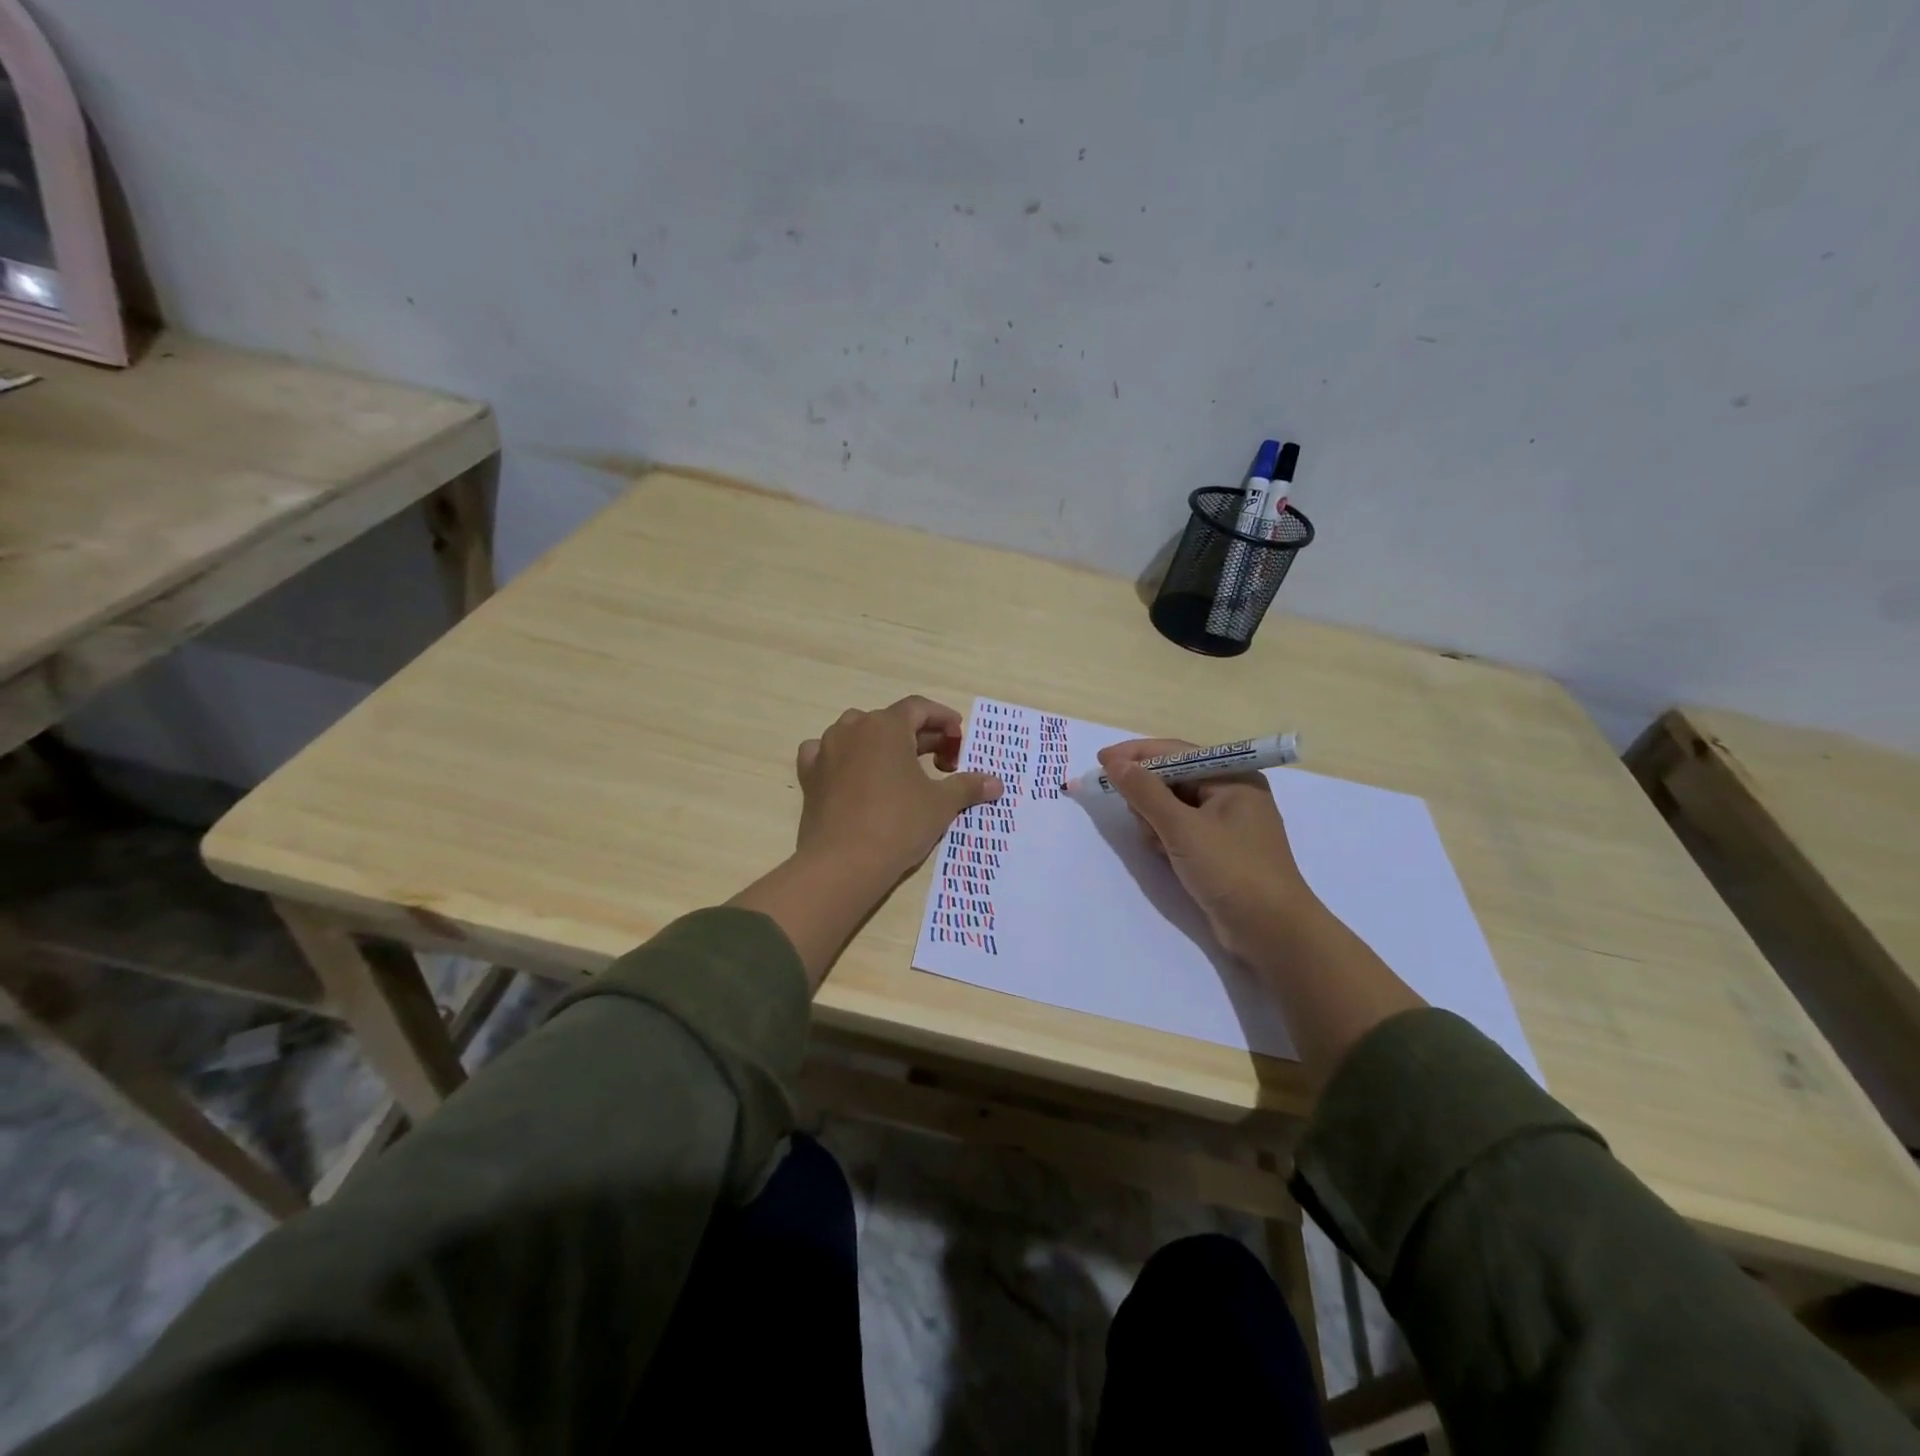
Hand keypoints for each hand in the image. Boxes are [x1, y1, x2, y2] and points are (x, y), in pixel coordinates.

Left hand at [796, 696, 1003, 883]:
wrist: (843, 862)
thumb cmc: (898, 823)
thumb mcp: (941, 804)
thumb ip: (968, 786)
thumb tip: (996, 783)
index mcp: (887, 726)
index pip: (919, 708)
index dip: (943, 719)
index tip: (959, 737)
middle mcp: (853, 728)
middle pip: (891, 721)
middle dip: (919, 737)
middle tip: (942, 762)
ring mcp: (826, 749)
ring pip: (858, 734)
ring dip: (882, 745)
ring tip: (901, 769)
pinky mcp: (810, 775)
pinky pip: (827, 753)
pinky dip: (844, 758)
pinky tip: (853, 774)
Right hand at [1098, 738, 1313, 961]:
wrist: (1271, 932)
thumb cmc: (1231, 870)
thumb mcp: (1182, 828)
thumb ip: (1145, 792)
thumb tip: (1114, 762)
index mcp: (1233, 777)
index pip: (1176, 752)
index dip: (1136, 754)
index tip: (1101, 761)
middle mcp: (1232, 793)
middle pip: (1172, 779)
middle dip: (1149, 798)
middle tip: (1140, 820)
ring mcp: (1226, 824)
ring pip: (1172, 807)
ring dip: (1156, 823)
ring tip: (1159, 846)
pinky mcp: (1218, 850)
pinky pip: (1181, 831)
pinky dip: (1167, 839)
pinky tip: (1166, 858)